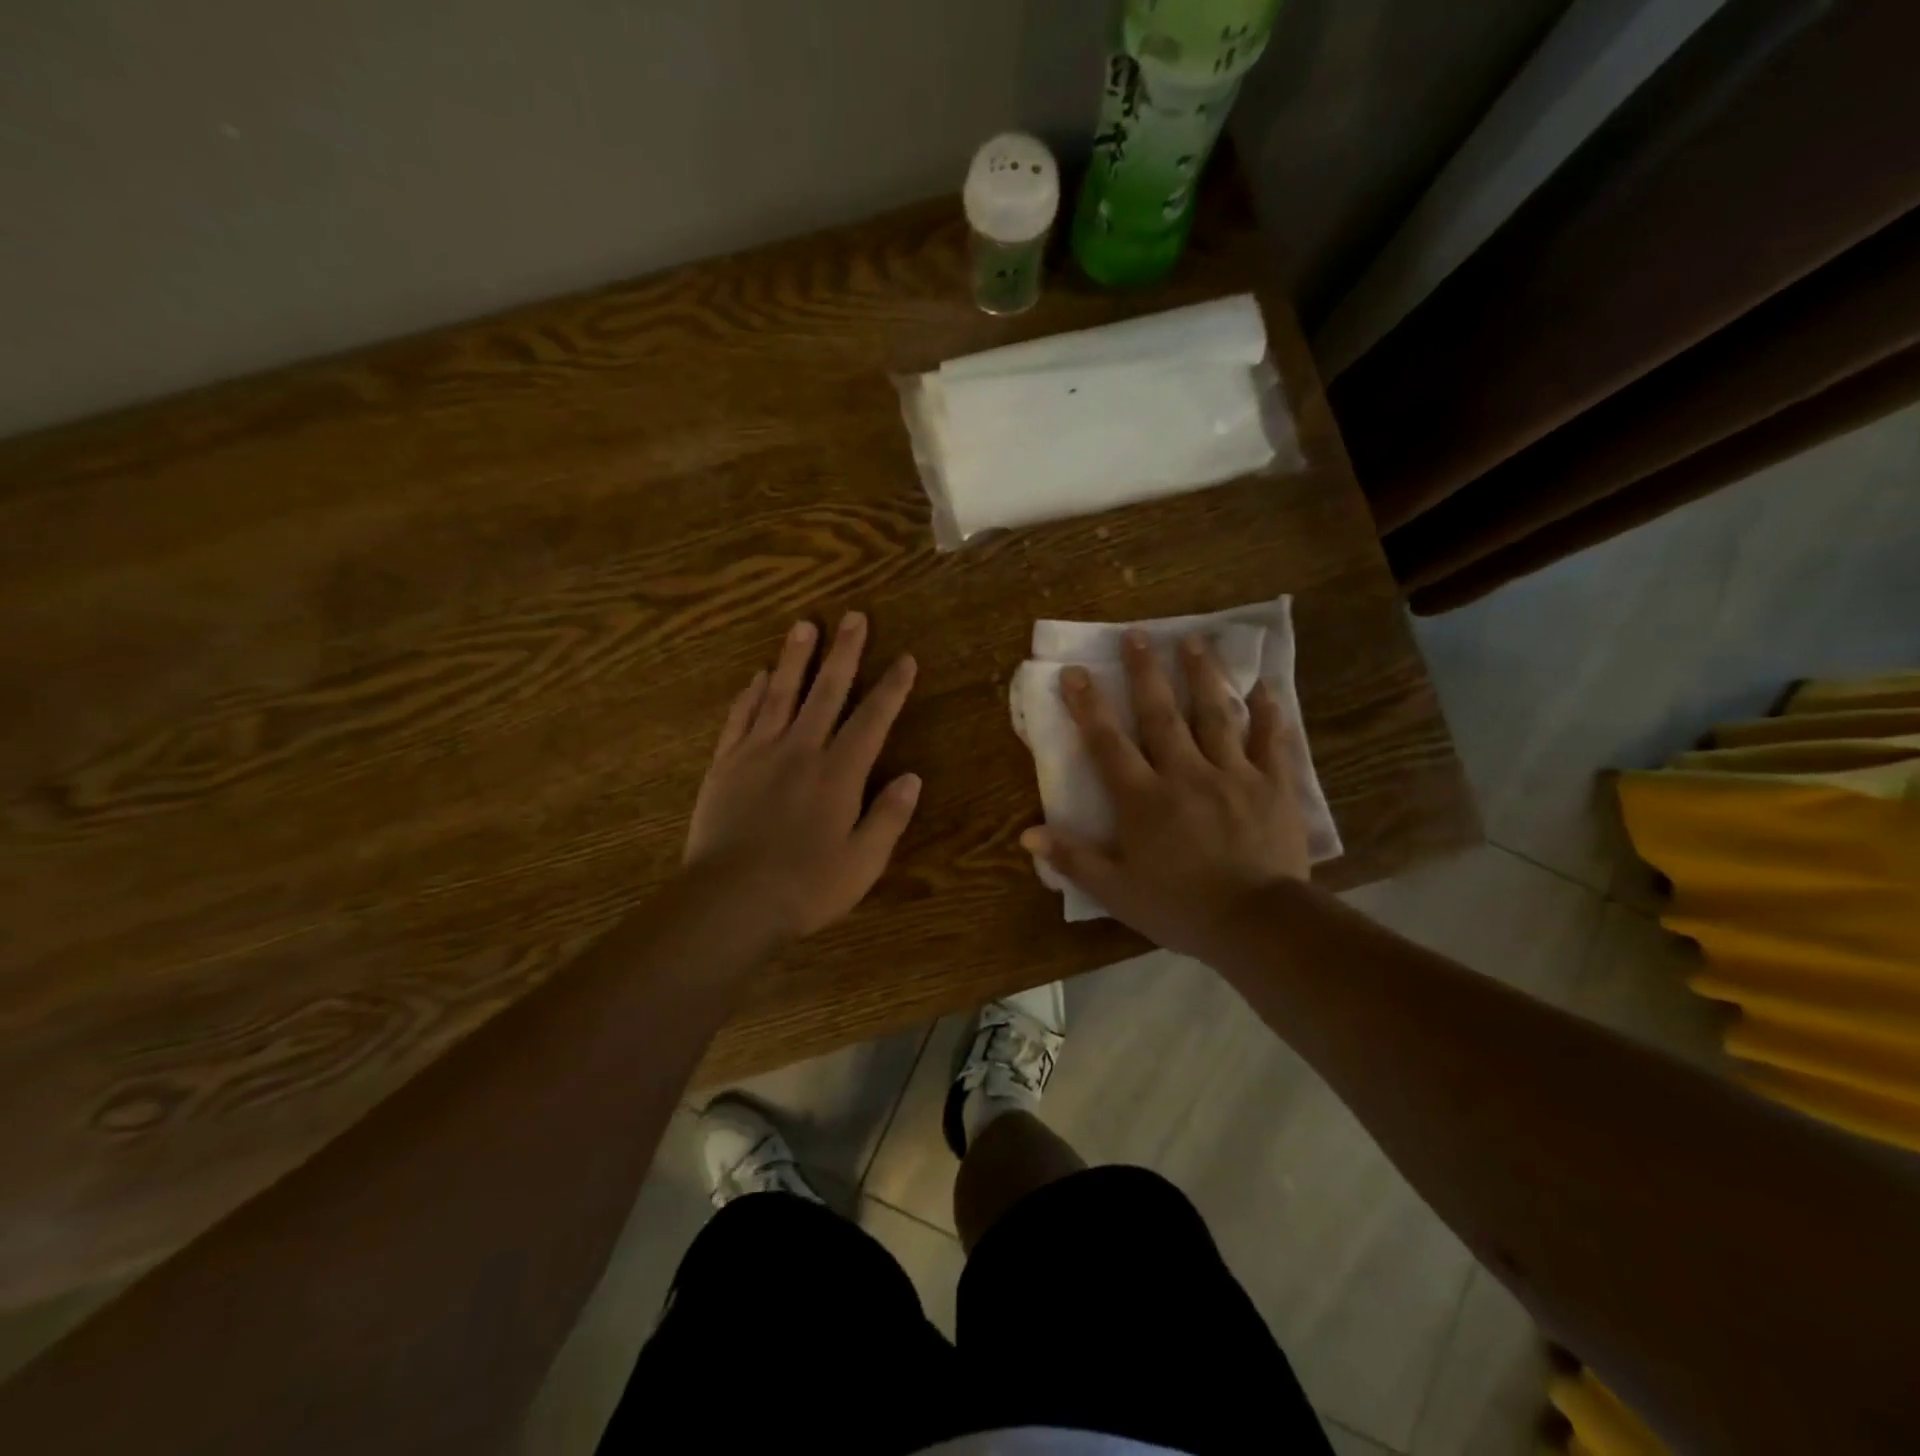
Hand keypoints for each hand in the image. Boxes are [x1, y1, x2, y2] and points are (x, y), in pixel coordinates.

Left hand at [684, 613, 919, 942]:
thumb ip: (889, 816)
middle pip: (827, 691)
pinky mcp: (726, 765)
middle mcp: (801, 750)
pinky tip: (756, 676)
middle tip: (854, 617)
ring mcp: (758, 753)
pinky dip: (750, 694)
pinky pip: (740, 718)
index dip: (891, 688)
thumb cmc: (806, 886)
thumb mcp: (863, 862)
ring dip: (795, 658)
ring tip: (804, 625)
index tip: (905, 659)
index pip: (872, 719)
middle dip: (845, 653)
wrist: (730, 900)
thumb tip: (912, 777)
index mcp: (839, 773)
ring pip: (780, 693)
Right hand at [1022, 630, 1309, 957]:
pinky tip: (1266, 687)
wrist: (1257, 924)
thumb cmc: (1180, 908)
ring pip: (1215, 715)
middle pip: (1161, 715)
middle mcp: (1185, 774)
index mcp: (1143, 799)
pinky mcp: (1272, 786)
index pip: (1108, 744)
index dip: (1089, 706)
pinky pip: (1271, 742)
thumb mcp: (1116, 891)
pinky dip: (1268, 713)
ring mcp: (1232, 775)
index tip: (1076, 671)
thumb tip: (1027, 834)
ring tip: (1195, 640)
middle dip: (1146, 674)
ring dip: (1202, 676)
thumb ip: (1073, 858)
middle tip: (1138, 635)